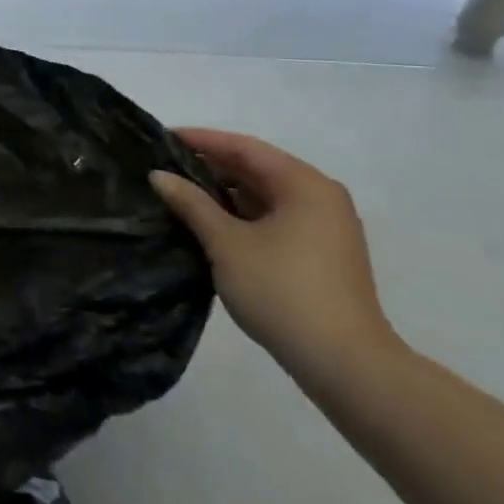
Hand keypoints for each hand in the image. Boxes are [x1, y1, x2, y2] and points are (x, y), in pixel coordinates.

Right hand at [151, 128, 397, 379]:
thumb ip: (191, 204)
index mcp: (304, 185)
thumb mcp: (226, 244)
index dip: (201, 140)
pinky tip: (210, 224)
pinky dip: (242, 216)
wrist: (345, 366)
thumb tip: (159, 175)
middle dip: (211, 166)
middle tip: (165, 166)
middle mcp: (320, 197)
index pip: (244, 147)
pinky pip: (275, 219)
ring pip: (265, 196)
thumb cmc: (282, 291)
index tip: (162, 138)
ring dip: (224, 193)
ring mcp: (325, 228)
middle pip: (257, 169)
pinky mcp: (322, 255)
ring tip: (179, 193)